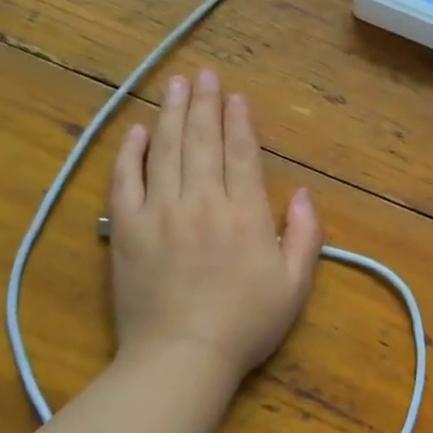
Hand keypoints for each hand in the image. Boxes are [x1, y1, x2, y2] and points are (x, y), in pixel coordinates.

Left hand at [108, 69, 323, 377]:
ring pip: (166, 151)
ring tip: (176, 84)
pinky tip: (138, 131)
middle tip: (205, 74)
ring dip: (172, 114)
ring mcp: (160, 213)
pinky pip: (125, 181)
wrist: (181, 358)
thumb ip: (306, 235)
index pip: (241, 154)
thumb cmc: (245, 324)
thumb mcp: (295, 285)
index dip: (240, 121)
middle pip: (202, 141)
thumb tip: (304, 193)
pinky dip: (131, 153)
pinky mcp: (126, 230)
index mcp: (244, 214)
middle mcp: (201, 202)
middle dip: (206, 104)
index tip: (237, 96)